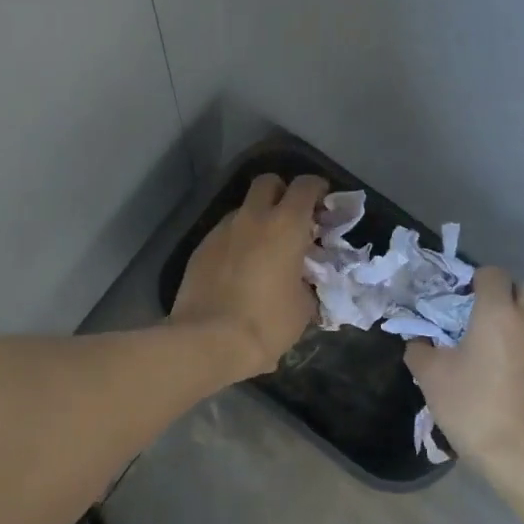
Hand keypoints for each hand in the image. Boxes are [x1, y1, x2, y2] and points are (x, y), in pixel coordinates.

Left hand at [172, 173, 328, 378]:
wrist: (208, 341)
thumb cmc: (266, 323)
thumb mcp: (303, 307)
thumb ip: (307, 282)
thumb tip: (303, 281)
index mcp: (285, 226)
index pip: (305, 186)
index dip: (317, 188)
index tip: (323, 203)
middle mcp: (252, 218)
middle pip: (267, 182)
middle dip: (282, 192)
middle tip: (291, 218)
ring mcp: (221, 231)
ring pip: (242, 209)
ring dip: (256, 219)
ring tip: (263, 250)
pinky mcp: (200, 249)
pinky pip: (224, 234)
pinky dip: (236, 242)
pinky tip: (238, 269)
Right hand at [404, 268, 523, 499]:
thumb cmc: (476, 411)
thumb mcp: (431, 380)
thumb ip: (420, 351)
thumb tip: (417, 341)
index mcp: (498, 313)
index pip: (492, 274)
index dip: (476, 282)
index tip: (462, 302)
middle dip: (509, 295)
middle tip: (487, 321)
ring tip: (505, 352)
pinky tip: (523, 382)